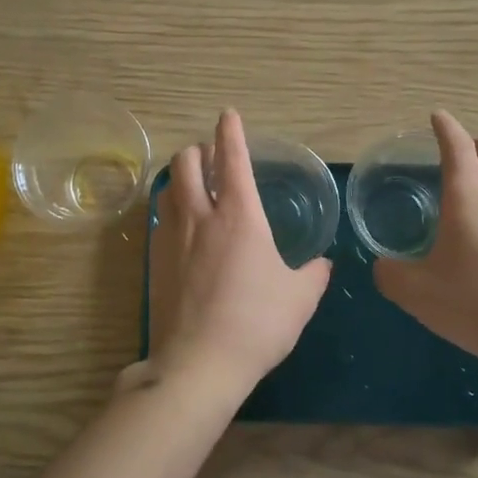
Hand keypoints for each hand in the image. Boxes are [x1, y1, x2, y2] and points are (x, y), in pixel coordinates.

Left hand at [143, 110, 331, 401]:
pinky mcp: (155, 263)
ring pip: (167, 188)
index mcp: (240, 216)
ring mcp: (172, 239)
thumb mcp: (300, 299)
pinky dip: (171, 209)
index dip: (230, 132)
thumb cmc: (258, 323)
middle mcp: (201, 217)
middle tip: (211, 158)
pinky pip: (160, 220)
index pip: (232, 159)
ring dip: (180, 177)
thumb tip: (322, 263)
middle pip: (186, 163)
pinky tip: (181, 227)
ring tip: (194, 185)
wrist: (199, 363)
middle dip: (197, 150)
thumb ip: (313, 274)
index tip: (228, 115)